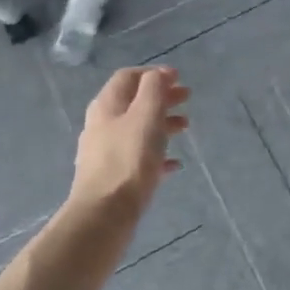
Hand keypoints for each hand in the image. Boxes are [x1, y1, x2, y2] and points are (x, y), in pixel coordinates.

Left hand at [69, 66, 188, 220]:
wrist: (104, 215)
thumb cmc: (128, 160)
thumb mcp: (146, 116)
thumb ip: (154, 89)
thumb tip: (159, 73)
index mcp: (107, 105)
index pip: (129, 76)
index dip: (153, 73)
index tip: (179, 78)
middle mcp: (102, 124)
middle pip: (134, 102)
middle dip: (161, 97)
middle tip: (187, 99)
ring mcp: (105, 152)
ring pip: (137, 129)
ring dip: (162, 123)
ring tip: (185, 128)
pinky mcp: (112, 177)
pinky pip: (137, 157)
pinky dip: (157, 154)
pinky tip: (174, 164)